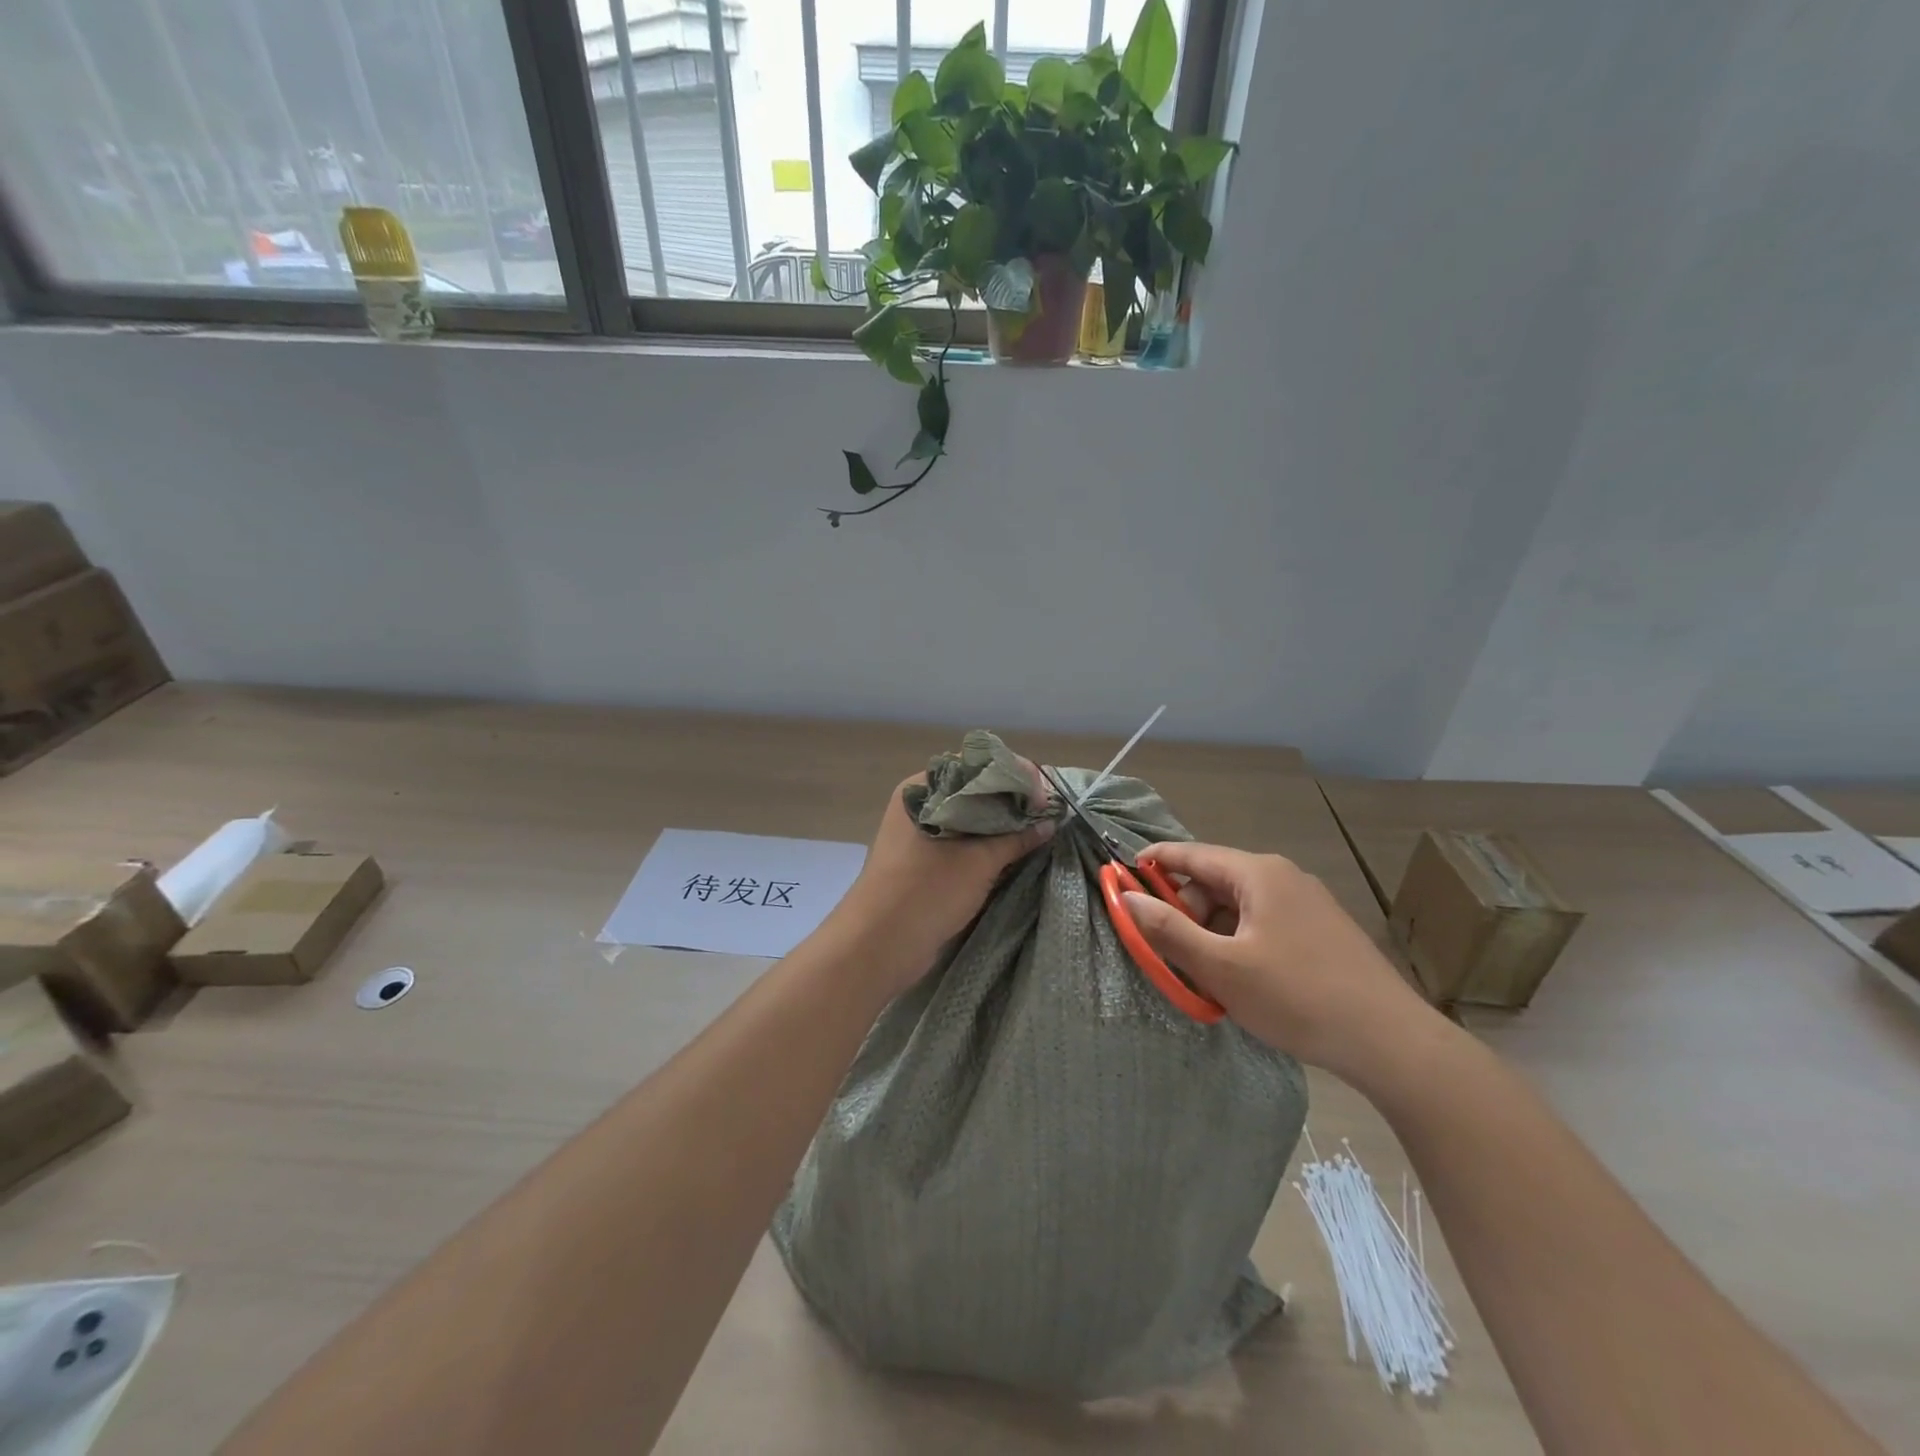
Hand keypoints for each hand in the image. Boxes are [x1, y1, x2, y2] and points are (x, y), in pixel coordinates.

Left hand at [833, 767, 1054, 989]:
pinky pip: (964, 841)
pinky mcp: (925, 859)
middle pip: (976, 790)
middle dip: (1013, 802)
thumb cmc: (926, 892)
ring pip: (972, 818)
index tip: (1047, 798)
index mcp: (924, 787)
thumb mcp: (978, 862)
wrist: (878, 946)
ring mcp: (921, 832)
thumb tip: (1049, 822)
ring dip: (1003, 825)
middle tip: (1048, 816)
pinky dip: (988, 844)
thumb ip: (1016, 838)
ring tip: (1039, 833)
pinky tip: (1015, 852)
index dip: (1016, 776)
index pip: (978, 765)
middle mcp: (921, 802)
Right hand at [1124, 842, 1444, 1085]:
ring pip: (1239, 908)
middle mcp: (1283, 878)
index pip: (1191, 854)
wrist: (1391, 1042)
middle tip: (1170, 953)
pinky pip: (1263, 924)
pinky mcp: (1322, 932)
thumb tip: (1127, 898)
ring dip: (1212, 933)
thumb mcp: (1221, 968)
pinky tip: (1242, 981)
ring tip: (1207, 976)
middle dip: (1185, 912)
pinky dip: (1239, 944)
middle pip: (1215, 883)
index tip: (1121, 878)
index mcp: (1258, 874)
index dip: (1153, 863)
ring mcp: (1307, 904)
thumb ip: (1168, 930)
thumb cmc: (1297, 997)